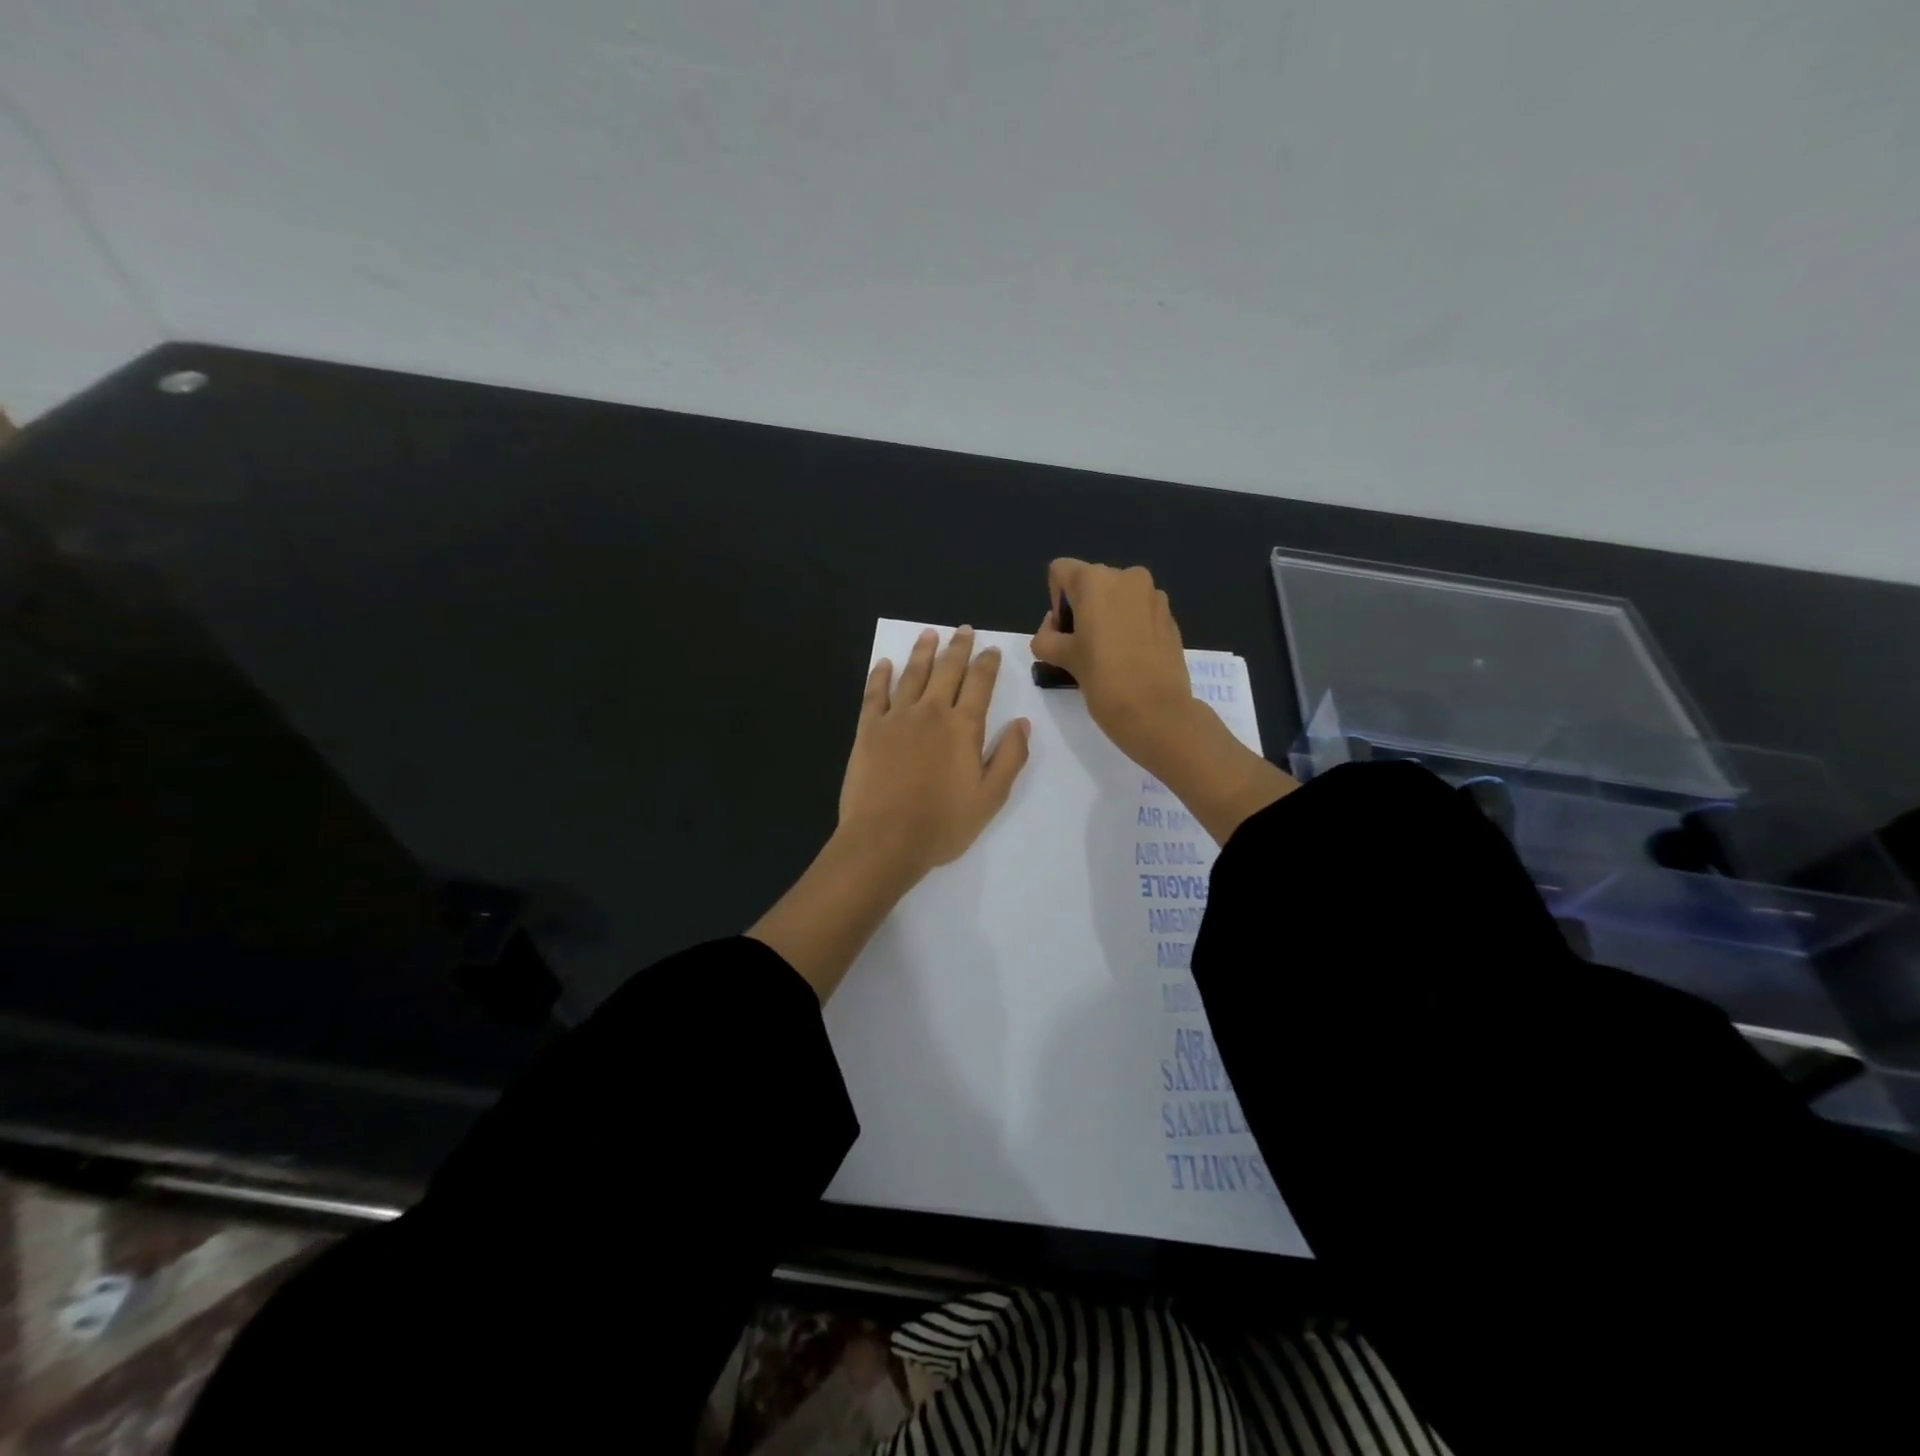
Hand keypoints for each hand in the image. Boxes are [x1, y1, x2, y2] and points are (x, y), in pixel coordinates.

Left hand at [839, 626, 1031, 877]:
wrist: (885, 839)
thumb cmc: (943, 824)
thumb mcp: (990, 797)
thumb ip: (1010, 757)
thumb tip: (1022, 723)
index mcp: (964, 727)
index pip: (980, 684)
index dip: (988, 664)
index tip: (992, 650)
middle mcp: (931, 712)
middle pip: (947, 670)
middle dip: (958, 648)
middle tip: (964, 630)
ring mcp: (896, 718)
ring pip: (912, 674)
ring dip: (923, 651)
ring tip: (930, 634)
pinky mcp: (869, 729)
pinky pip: (875, 693)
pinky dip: (881, 675)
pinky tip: (885, 663)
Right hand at [1030, 559, 1204, 772]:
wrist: (1156, 711)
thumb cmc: (1103, 679)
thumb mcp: (1061, 658)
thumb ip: (1046, 637)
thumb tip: (1052, 630)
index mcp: (1095, 580)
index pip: (1061, 571)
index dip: (1056, 600)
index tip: (1064, 631)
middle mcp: (1127, 577)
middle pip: (1091, 582)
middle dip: (1082, 608)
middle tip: (1082, 646)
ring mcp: (1154, 595)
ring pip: (1118, 597)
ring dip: (1107, 616)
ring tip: (1109, 653)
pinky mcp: (1170, 616)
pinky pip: (1140, 611)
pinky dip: (1130, 626)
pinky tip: (1131, 657)